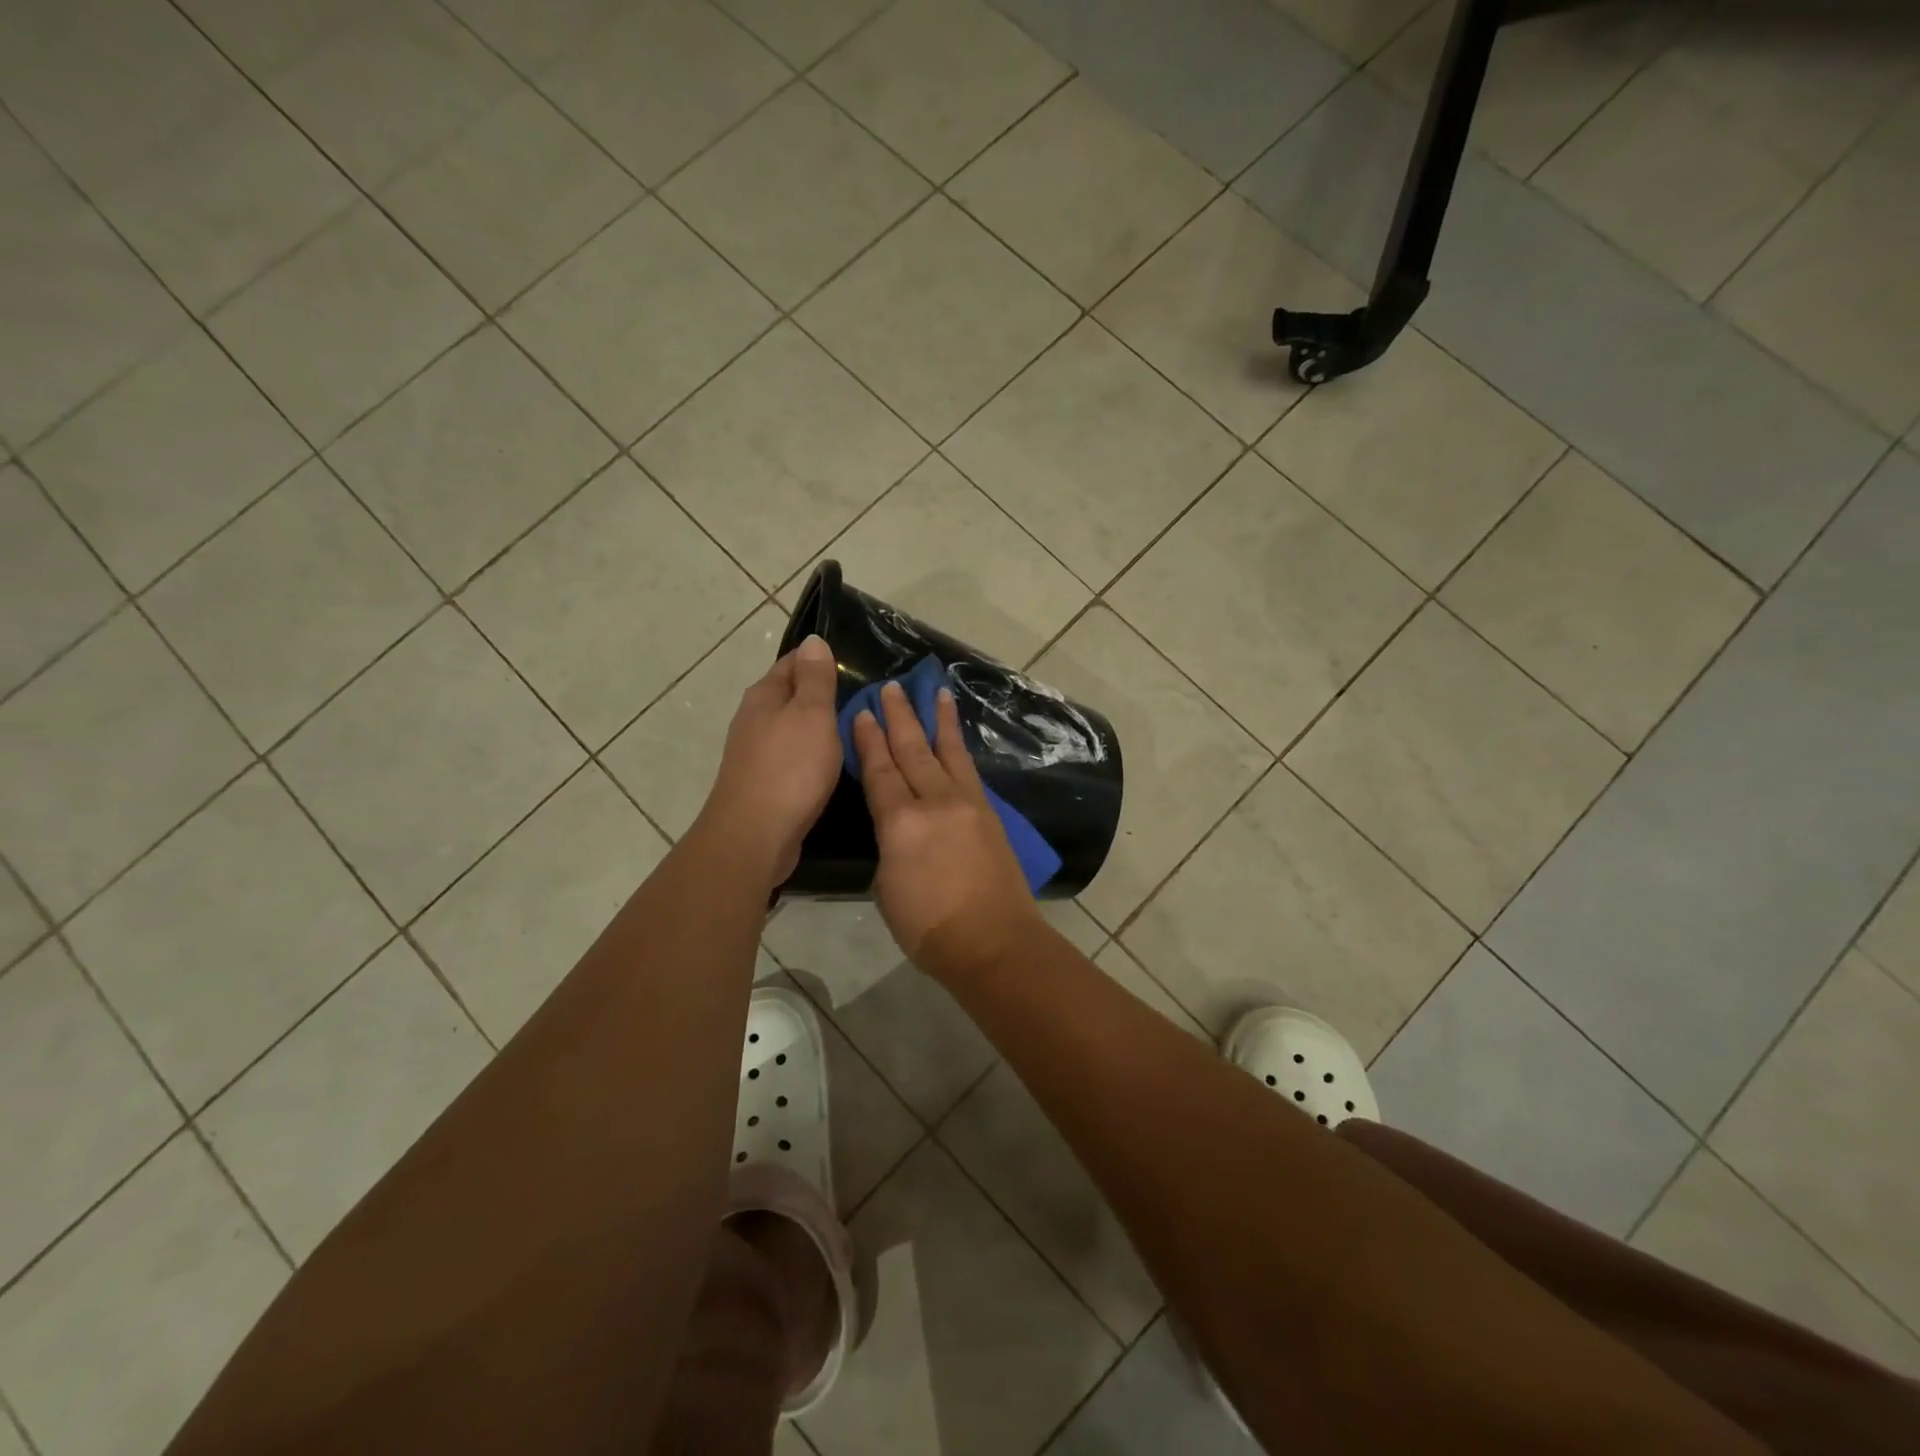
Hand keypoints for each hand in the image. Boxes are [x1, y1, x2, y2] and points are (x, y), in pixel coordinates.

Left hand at [698, 635, 842, 888]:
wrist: (754, 835)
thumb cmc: (790, 768)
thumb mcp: (812, 714)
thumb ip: (815, 678)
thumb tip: (813, 640)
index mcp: (765, 695)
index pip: (794, 662)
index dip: (823, 659)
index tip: (857, 665)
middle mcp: (755, 718)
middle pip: (792, 694)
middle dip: (824, 693)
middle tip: (866, 699)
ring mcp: (756, 752)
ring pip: (793, 727)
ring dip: (819, 726)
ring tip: (856, 730)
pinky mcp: (764, 782)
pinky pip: (793, 756)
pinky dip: (813, 754)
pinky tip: (833, 764)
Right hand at [852, 680, 1041, 979]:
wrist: (993, 941)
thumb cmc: (929, 927)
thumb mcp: (887, 887)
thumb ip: (889, 847)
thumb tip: (897, 829)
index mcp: (900, 823)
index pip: (880, 771)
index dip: (869, 741)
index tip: (863, 712)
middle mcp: (935, 802)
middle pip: (913, 750)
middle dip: (900, 717)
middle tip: (891, 687)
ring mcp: (967, 804)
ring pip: (948, 752)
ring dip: (939, 720)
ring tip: (937, 691)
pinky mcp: (989, 814)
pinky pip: (970, 771)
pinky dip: (960, 749)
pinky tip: (957, 739)